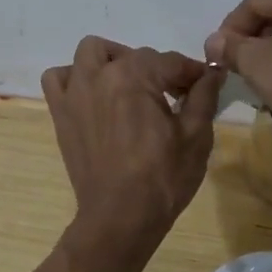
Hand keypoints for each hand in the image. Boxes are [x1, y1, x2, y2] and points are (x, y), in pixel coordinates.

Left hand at [42, 37, 223, 250]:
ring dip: (112, 61)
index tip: (204, 85)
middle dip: (157, 69)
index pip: (170, 61)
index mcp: (134, 76)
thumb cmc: (163, 177)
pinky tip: (95, 96)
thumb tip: (212, 71)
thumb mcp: (196, 135)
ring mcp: (74, 93)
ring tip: (131, 86)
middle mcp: (99, 75)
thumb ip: (204, 95)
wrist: (121, 217)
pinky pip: (58, 79)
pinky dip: (75, 78)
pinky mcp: (61, 113)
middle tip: (173, 95)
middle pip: (134, 55)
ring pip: (90, 54)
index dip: (192, 72)